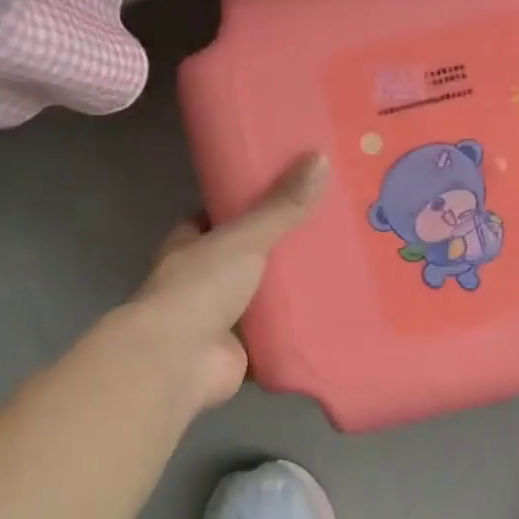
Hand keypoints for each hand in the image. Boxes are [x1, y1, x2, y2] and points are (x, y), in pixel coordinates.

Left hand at [125, 154, 327, 409]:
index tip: (290, 192)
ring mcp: (220, 318)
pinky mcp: (241, 351)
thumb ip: (282, 205)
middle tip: (328, 229)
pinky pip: (276, 335)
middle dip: (280, 249)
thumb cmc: (200, 288)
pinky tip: (333, 316)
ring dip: (292, 291)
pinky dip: (299, 329)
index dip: (250, 204)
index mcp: (190, 245)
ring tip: (340, 269)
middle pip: (248, 257)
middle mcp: (202, 280)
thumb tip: (320, 158)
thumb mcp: (244, 237)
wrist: (178, 360)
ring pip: (263, 297)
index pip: (220, 217)